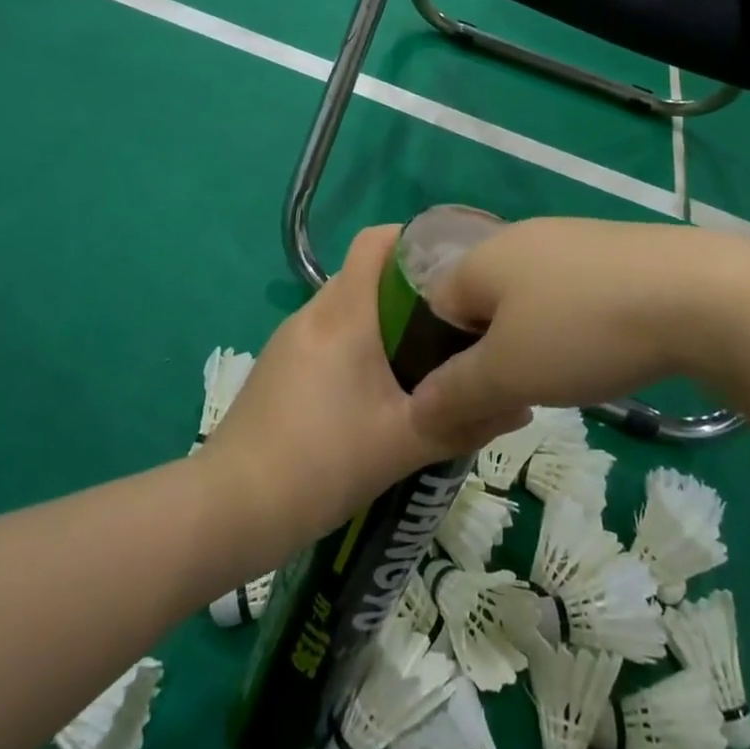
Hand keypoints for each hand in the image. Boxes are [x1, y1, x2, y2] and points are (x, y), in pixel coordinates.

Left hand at [196, 227, 524, 549]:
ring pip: (348, 307)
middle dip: (411, 289)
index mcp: (343, 311)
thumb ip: (463, 419)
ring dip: (384, 321)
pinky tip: (378, 391)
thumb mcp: (402, 443)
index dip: (415, 240)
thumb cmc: (320, 462)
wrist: (229, 509)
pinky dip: (359, 345)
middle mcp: (314, 311)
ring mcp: (291, 338)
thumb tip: (520, 402)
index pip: (377, 240)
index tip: (454, 268)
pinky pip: (329, 335)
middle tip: (453, 322)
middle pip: (367, 274)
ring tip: (425, 357)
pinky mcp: (280, 366)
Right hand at [410, 218, 749, 444]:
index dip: (441, 356)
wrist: (694, 293)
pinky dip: (573, 325)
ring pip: (530, 298)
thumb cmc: (581, 330)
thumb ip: (455, 392)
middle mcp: (519, 238)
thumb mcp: (508, 373)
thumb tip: (413, 411)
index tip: (468, 400)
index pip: (436, 305)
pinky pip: (572, 291)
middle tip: (515, 396)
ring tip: (561, 378)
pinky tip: (601, 350)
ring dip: (533, 340)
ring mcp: (569, 239)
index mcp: (482, 257)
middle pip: (483, 301)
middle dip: (490, 351)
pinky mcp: (612, 250)